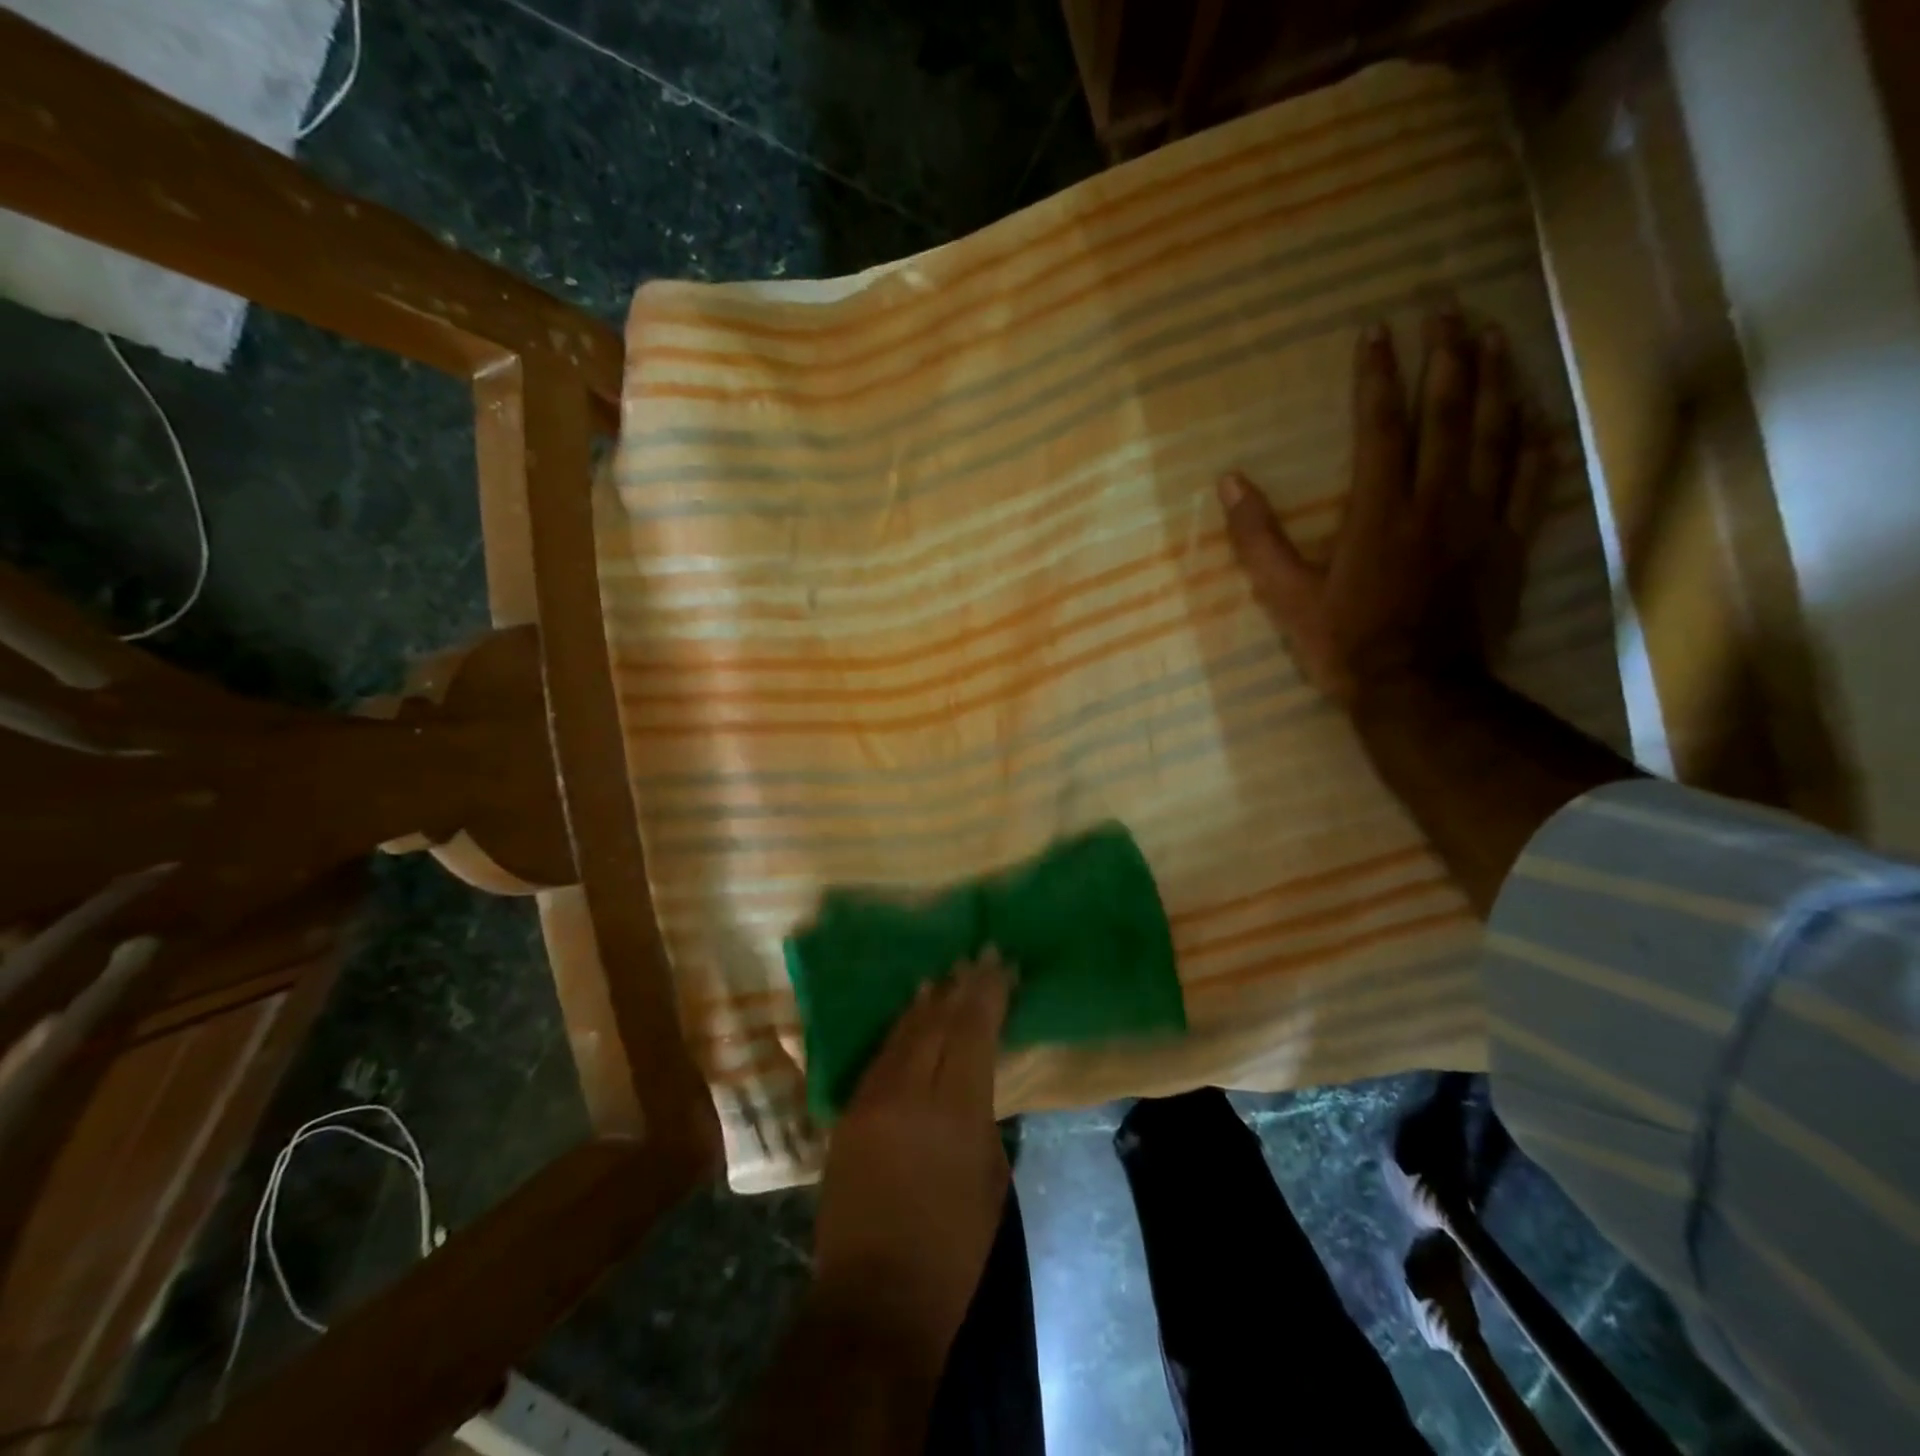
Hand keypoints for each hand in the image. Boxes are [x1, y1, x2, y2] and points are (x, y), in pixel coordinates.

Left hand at [811, 952, 1013, 1379]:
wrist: (875, 1300)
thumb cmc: (952, 1251)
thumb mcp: (991, 1178)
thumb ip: (984, 1116)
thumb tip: (977, 1078)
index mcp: (955, 1112)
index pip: (973, 1031)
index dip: (988, 994)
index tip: (1002, 964)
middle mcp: (909, 1093)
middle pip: (937, 1022)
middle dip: (961, 986)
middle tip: (980, 957)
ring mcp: (871, 1100)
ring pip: (904, 1033)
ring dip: (927, 1002)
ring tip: (946, 975)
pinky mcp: (847, 1114)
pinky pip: (879, 1057)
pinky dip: (900, 1030)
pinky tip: (910, 1016)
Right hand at [1217, 313, 1551, 705]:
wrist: (1419, 691)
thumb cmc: (1346, 644)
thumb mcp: (1286, 597)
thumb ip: (1257, 540)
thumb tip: (1228, 483)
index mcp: (1379, 512)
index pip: (1380, 427)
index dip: (1376, 376)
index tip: (1375, 331)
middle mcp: (1436, 501)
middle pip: (1448, 414)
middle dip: (1447, 355)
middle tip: (1447, 308)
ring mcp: (1481, 521)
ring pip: (1496, 435)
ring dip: (1497, 380)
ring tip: (1496, 335)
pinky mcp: (1510, 545)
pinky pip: (1532, 482)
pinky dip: (1536, 443)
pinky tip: (1539, 414)